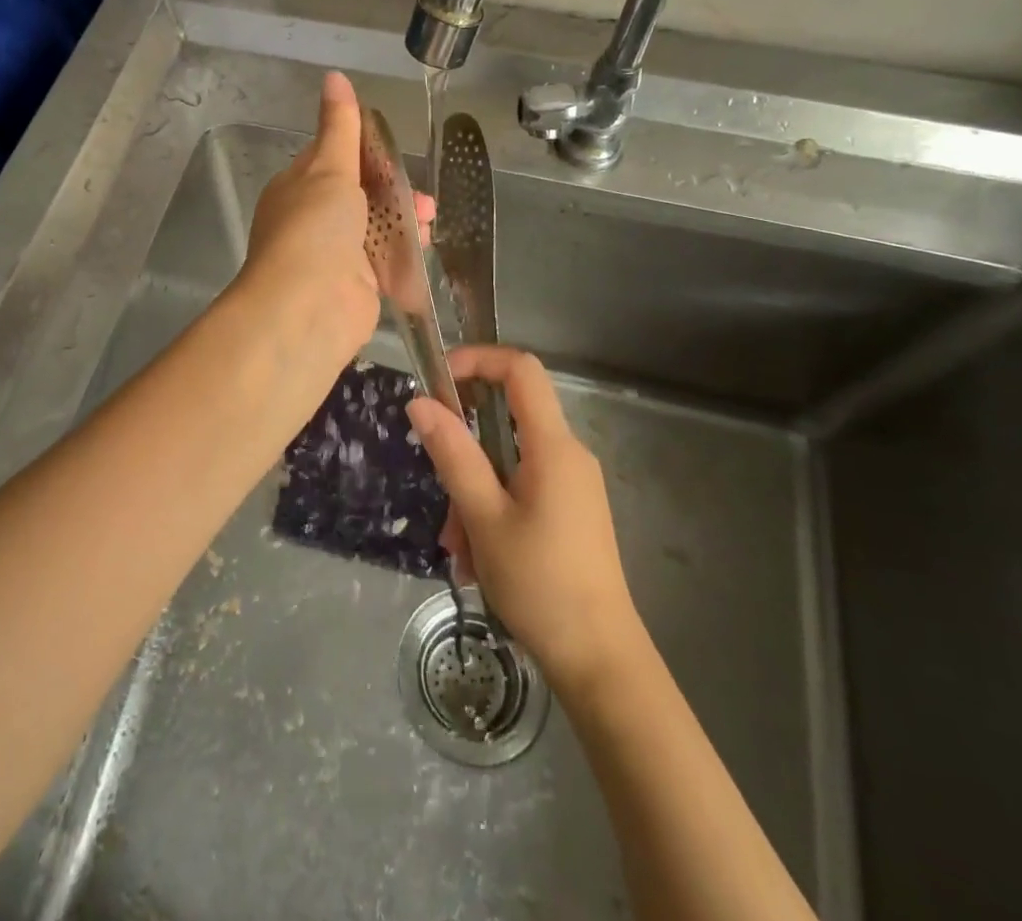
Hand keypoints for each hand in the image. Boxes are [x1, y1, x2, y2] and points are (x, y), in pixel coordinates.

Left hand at [234, 71, 432, 382]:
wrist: (309, 307)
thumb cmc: (315, 227)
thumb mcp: (329, 167)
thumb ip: (340, 125)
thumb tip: (334, 75)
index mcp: (298, 188)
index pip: (333, 159)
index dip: (366, 153)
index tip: (394, 150)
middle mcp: (314, 220)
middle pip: (362, 196)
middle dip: (395, 191)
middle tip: (423, 197)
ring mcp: (336, 256)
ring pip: (379, 228)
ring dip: (407, 221)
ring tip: (429, 221)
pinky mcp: (358, 286)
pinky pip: (387, 262)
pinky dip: (406, 253)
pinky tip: (425, 246)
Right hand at [408, 345, 643, 695]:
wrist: (601, 660)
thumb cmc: (540, 584)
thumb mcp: (484, 517)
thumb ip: (453, 454)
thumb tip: (420, 402)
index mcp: (553, 446)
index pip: (520, 369)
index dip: (477, 360)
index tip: (438, 384)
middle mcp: (568, 454)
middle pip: (506, 420)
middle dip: (464, 451)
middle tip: (441, 498)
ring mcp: (572, 484)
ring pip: (507, 462)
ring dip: (473, 494)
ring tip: (460, 550)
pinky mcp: (570, 510)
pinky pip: (521, 488)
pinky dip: (492, 510)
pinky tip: (479, 560)